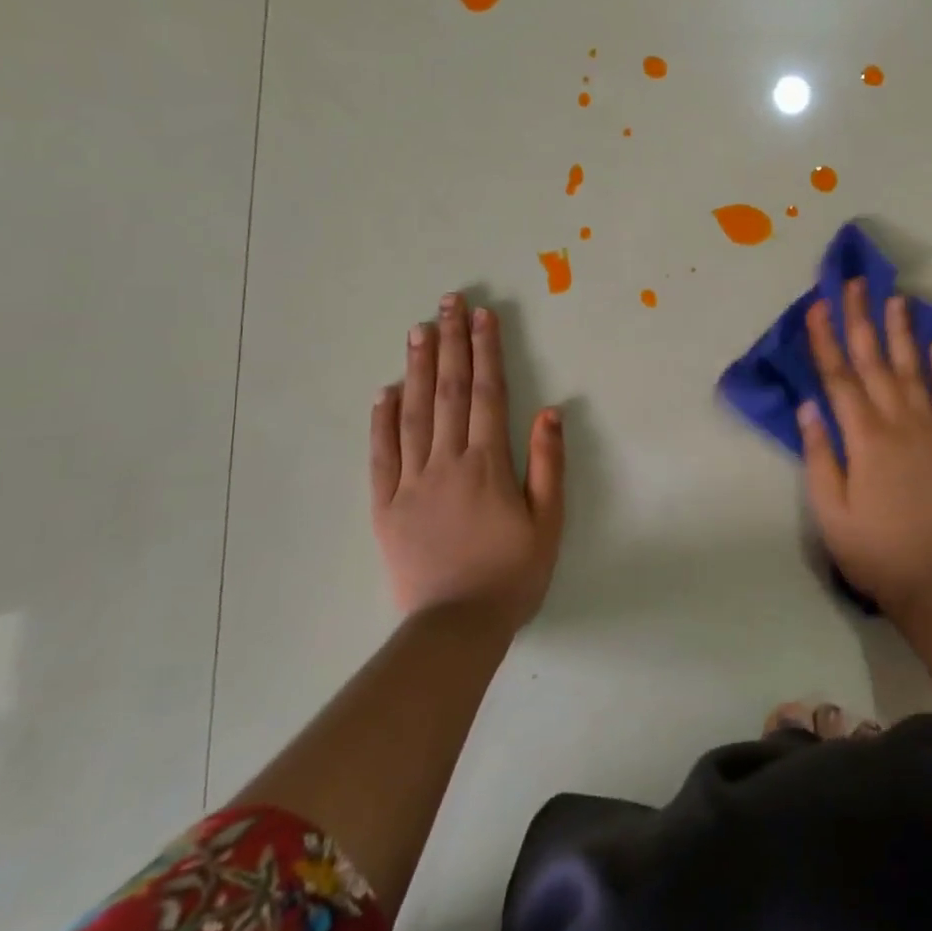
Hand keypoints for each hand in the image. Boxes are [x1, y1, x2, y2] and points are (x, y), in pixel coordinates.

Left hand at [369, 294, 565, 628]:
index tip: (482, 315)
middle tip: (447, 303)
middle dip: (450, 343)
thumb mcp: (549, 521)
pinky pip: (381, 455)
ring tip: (418, 330)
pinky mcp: (385, 506)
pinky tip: (385, 392)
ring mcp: (410, 482)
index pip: (487, 394)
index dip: (485, 351)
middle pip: (449, 392)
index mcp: (488, 464)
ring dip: (417, 368)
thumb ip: (548, 463)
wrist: (456, 627)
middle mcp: (446, 462)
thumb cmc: (513, 573)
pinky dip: (382, 419)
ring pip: (413, 413)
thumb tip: (550, 410)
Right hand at [799, 279, 931, 611]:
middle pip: (875, 362)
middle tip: (854, 283)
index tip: (816, 306)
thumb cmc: (871, 548)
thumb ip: (818, 454)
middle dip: (861, 319)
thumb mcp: (829, 510)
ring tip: (897, 298)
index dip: (825, 340)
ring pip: (914, 370)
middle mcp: (899, 423)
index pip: (839, 378)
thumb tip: (808, 405)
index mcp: (864, 439)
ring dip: (902, 332)